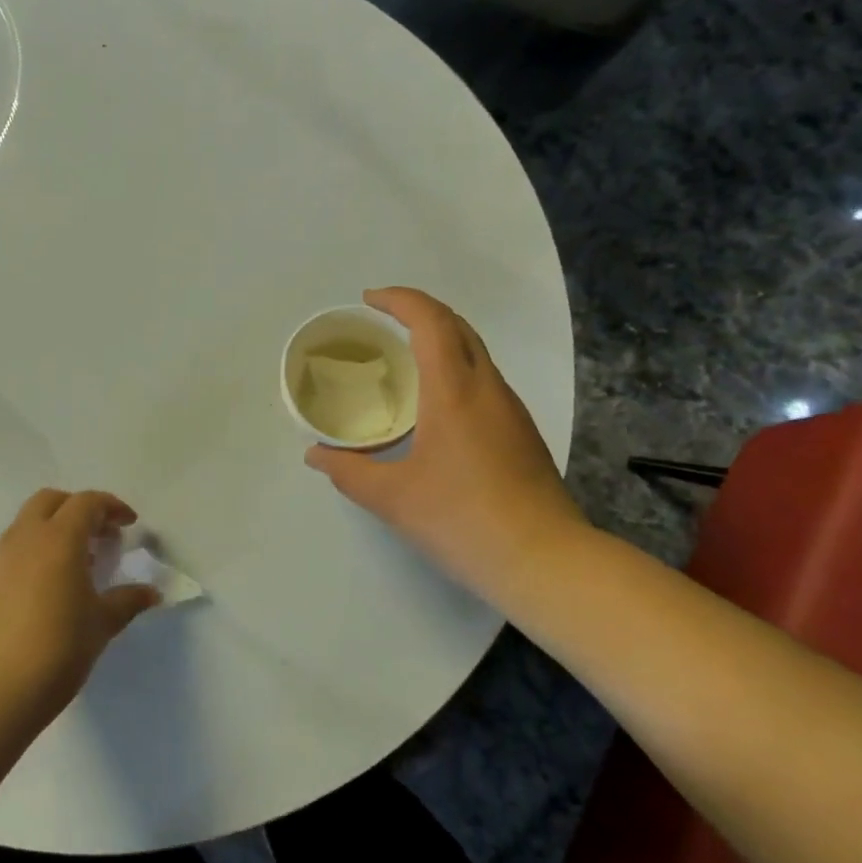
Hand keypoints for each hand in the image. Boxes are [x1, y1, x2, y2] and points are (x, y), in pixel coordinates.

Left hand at [0, 489, 160, 723]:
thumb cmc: (57, 649)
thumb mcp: (101, 624)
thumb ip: (127, 601)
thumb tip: (152, 592)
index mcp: (59, 538)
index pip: (86, 503)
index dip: (111, 507)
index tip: (128, 524)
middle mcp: (25, 537)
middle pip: (51, 501)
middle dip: (77, 508)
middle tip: (99, 535)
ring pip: (27, 524)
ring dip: (53, 530)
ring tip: (75, 564)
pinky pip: (12, 550)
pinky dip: (33, 553)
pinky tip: (46, 588)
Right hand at [304, 287, 590, 610]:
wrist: (546, 562)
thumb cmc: (463, 520)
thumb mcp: (392, 498)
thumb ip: (348, 472)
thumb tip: (315, 455)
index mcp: (454, 390)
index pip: (430, 321)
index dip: (399, 300)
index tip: (368, 300)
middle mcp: (488, 388)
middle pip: (458, 326)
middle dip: (419, 312)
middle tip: (382, 322)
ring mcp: (511, 410)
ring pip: (476, 353)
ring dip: (440, 340)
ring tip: (403, 359)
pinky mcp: (522, 434)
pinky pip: (484, 381)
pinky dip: (455, 370)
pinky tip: (435, 406)